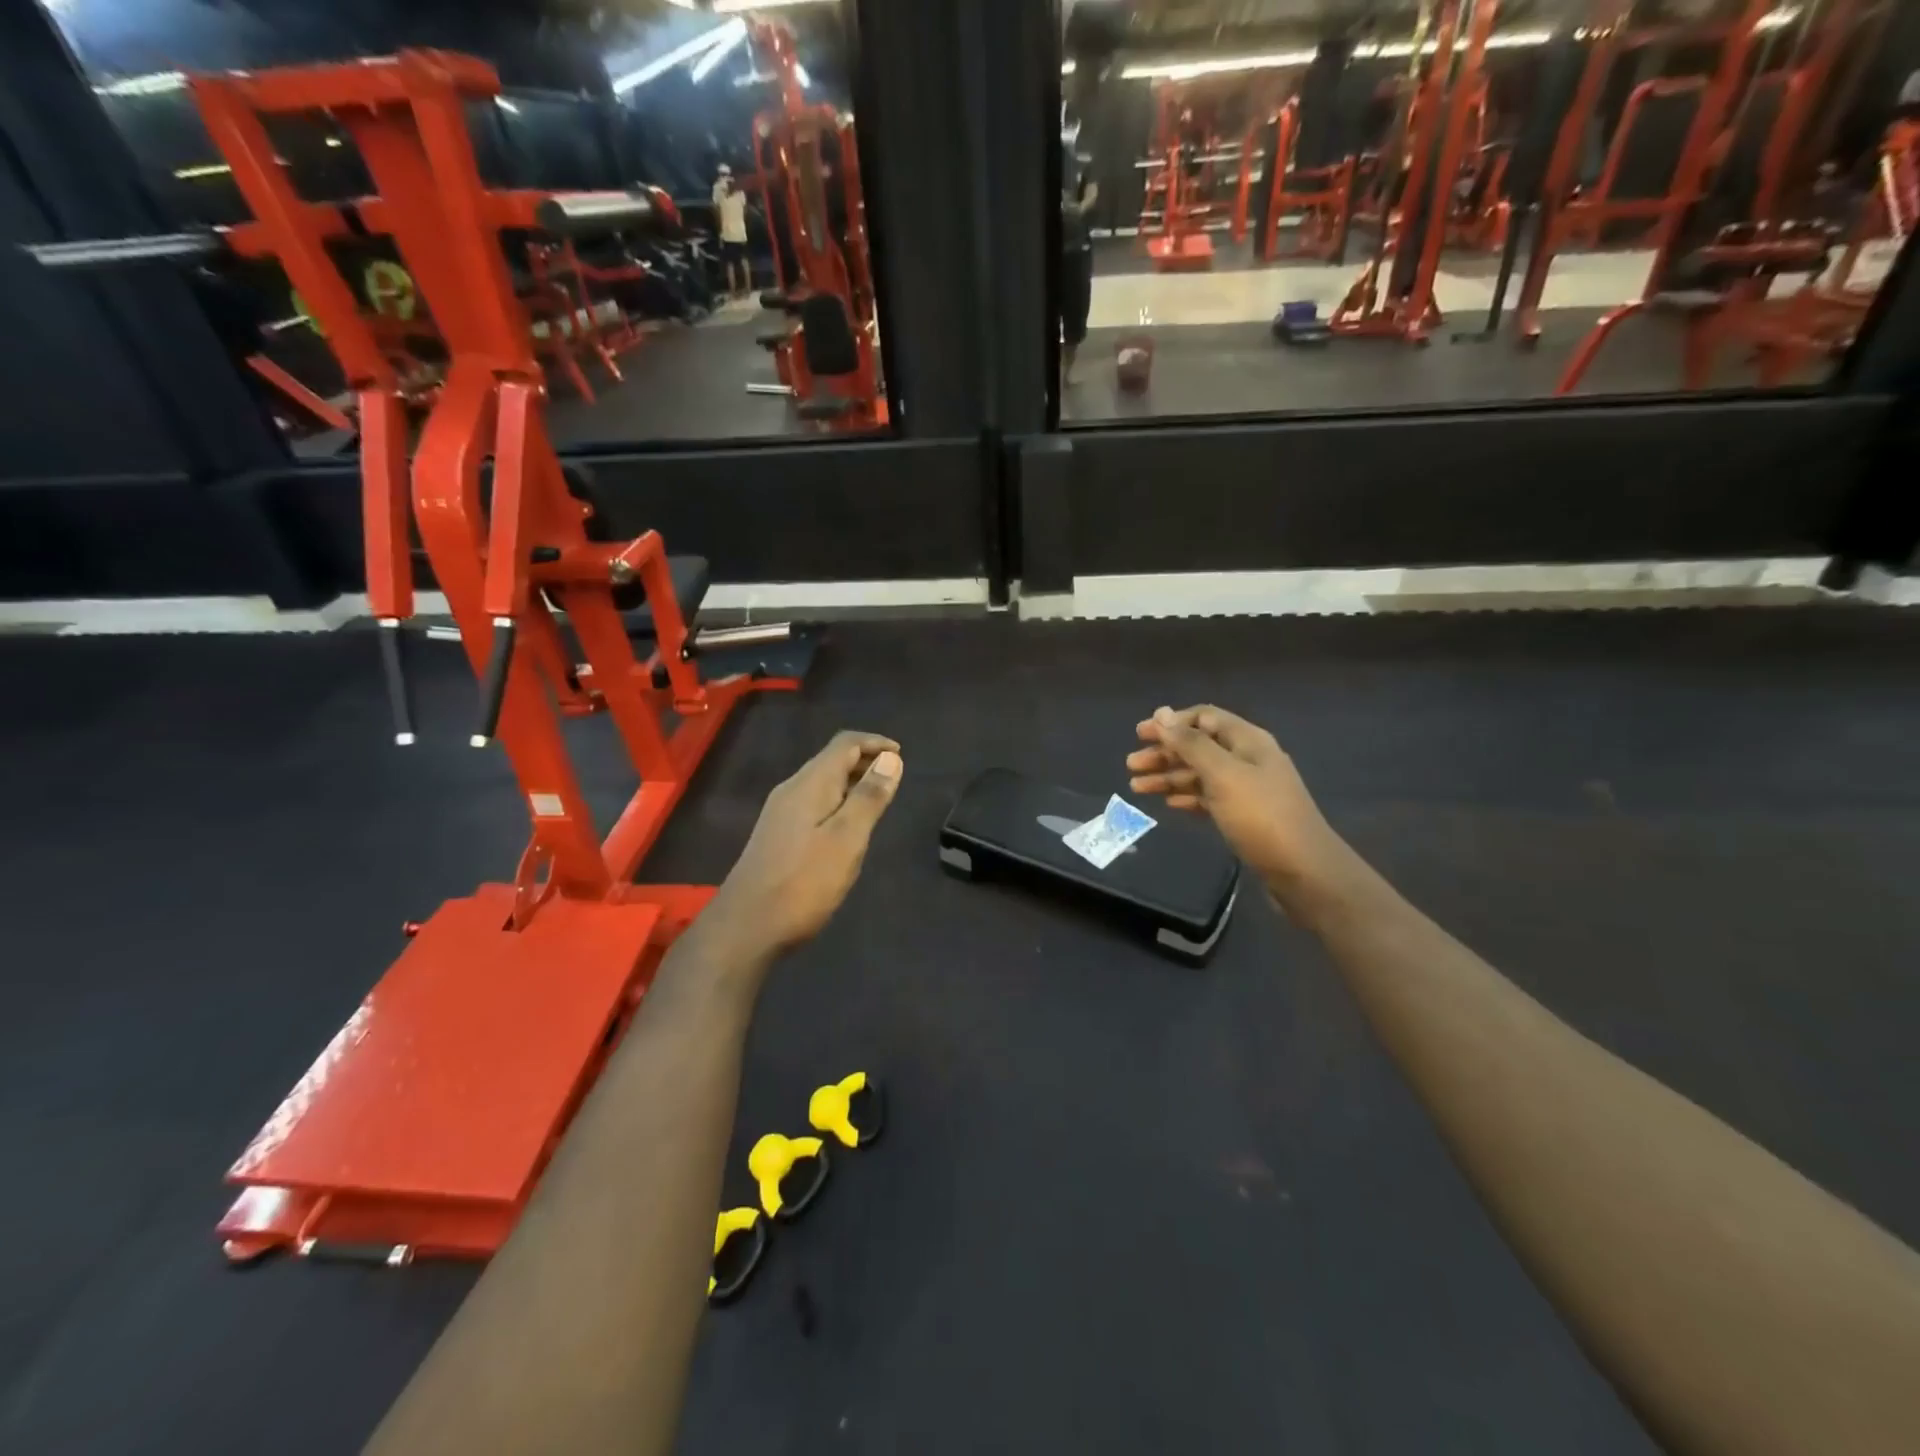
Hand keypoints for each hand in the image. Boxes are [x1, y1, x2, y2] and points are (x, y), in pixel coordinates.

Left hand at [708, 731, 903, 962]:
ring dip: (852, 783)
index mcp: (809, 784)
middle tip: (894, 779)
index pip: (844, 743)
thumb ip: (869, 798)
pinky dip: (838, 802)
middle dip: (865, 761)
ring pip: (822, 783)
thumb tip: (891, 759)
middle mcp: (791, 790)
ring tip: (878, 801)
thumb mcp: (847, 839)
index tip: (901, 755)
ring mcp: (781, 813)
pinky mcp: (778, 835)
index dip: (875, 742)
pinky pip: (814, 803)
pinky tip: (848, 828)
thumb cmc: (804, 883)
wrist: (747, 927)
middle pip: (831, 760)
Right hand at [1126, 705, 1344, 893]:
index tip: (1140, 735)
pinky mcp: (1245, 817)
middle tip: (1131, 765)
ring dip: (1170, 777)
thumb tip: (1161, 712)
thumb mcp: (1223, 775)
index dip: (1171, 722)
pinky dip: (1187, 797)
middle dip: (1165, 752)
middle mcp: (1248, 759)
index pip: (1204, 717)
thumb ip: (1191, 744)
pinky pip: (1209, 799)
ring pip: (1201, 774)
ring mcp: (1248, 789)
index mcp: (1248, 741)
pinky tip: (1169, 805)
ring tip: (1137, 787)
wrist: (1304, 872)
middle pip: (1199, 746)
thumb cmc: (1261, 817)